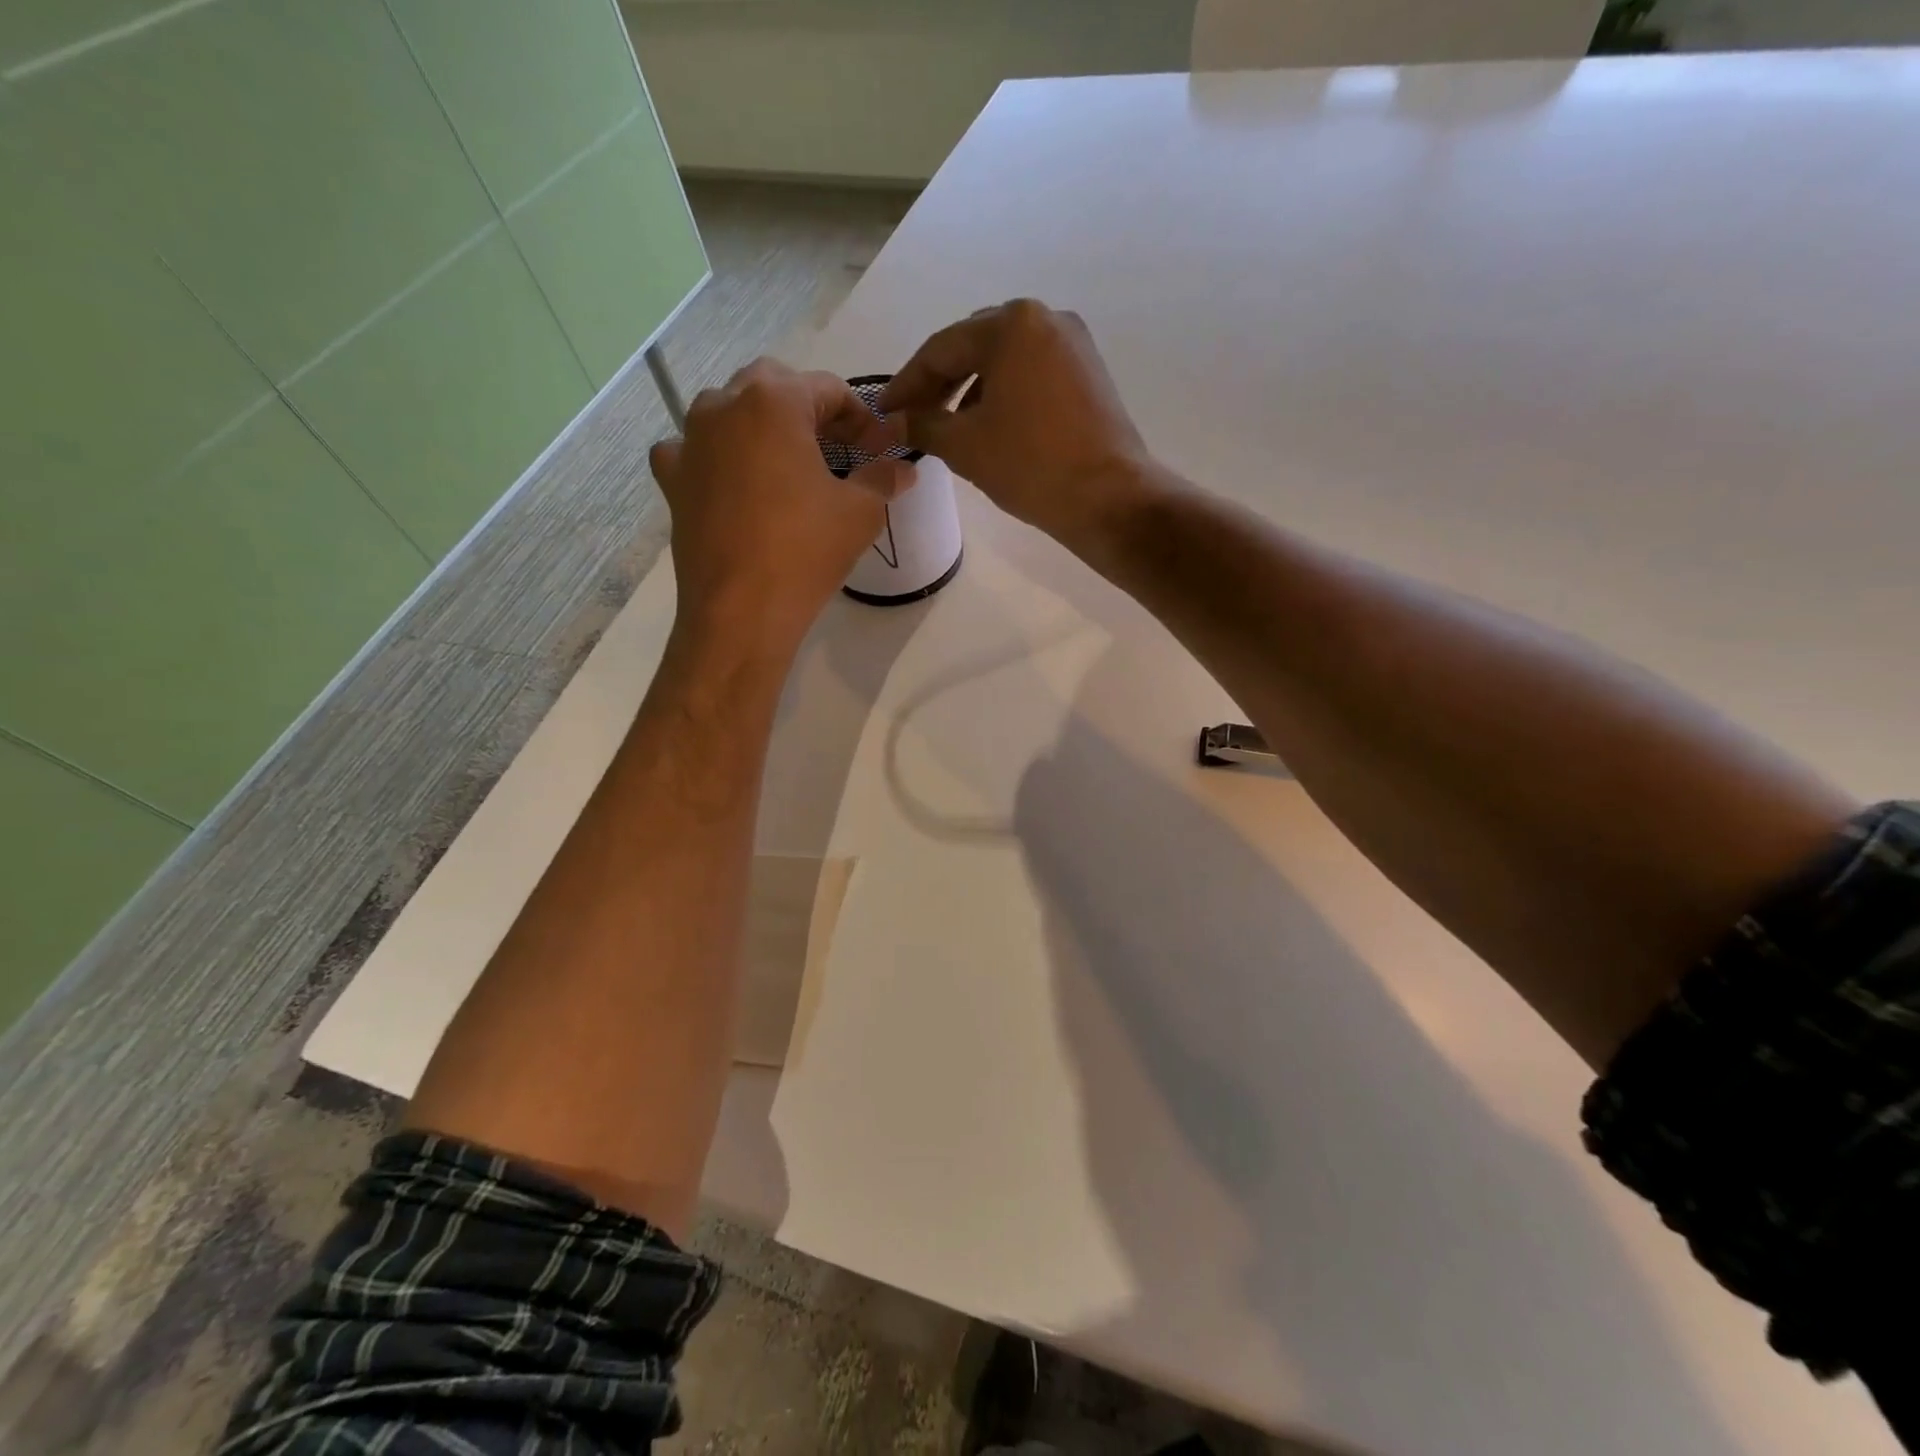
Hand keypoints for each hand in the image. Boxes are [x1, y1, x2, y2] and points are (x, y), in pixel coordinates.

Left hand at [650, 360, 906, 648]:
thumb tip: (904, 468)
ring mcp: (690, 440)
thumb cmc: (805, 552)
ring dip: (762, 427)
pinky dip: (718, 457)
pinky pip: (695, 450)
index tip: (881, 448)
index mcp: (774, 401)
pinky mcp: (673, 478)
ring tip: (788, 466)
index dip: (862, 418)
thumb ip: (883, 477)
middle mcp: (724, 405)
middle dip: (810, 411)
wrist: (740, 612)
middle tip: (837, 450)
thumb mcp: (861, 513)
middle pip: (775, 387)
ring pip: (731, 413)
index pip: (829, 389)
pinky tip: (734, 483)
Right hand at [879, 299, 1150, 546]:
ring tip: (948, 429)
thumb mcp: (965, 446)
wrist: (1108, 498)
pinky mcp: (1090, 373)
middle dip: (940, 383)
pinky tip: (990, 427)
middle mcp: (1046, 319)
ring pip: (1005, 362)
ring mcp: (1074, 345)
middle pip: (975, 347)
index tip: (885, 412)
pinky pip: (1032, 375)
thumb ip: (924, 425)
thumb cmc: (1030, 465)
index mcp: (1011, 324)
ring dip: (971, 391)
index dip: (907, 383)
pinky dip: (1004, 396)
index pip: (941, 349)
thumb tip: (897, 423)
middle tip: (913, 418)